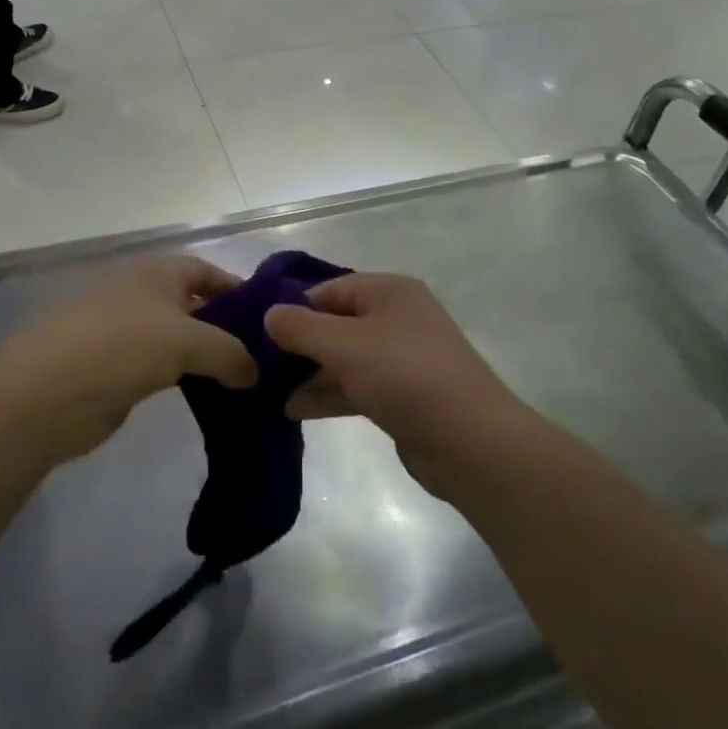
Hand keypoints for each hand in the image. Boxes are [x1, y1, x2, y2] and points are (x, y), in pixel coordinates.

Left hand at [0, 256, 255, 459]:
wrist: (47, 393)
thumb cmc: (122, 346)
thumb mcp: (187, 341)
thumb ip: (229, 352)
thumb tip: (253, 372)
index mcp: (158, 271)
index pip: (207, 271)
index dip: (238, 289)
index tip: (269, 318)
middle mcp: (144, 295)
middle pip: (196, 306)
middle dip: (228, 328)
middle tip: (265, 357)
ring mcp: (128, 333)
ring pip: (181, 340)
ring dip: (208, 358)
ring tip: (246, 381)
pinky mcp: (119, 370)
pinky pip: (164, 369)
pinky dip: (187, 379)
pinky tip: (211, 398)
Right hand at [266, 275, 532, 495]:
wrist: (469, 439)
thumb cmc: (403, 374)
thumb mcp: (343, 344)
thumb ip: (301, 327)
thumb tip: (270, 314)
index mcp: (389, 291)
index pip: (330, 288)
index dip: (295, 306)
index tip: (259, 329)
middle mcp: (397, 317)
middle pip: (337, 323)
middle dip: (300, 343)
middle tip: (259, 363)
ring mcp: (402, 358)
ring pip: (345, 358)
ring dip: (310, 373)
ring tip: (268, 391)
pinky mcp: (403, 395)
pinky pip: (357, 386)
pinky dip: (329, 394)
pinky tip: (294, 410)